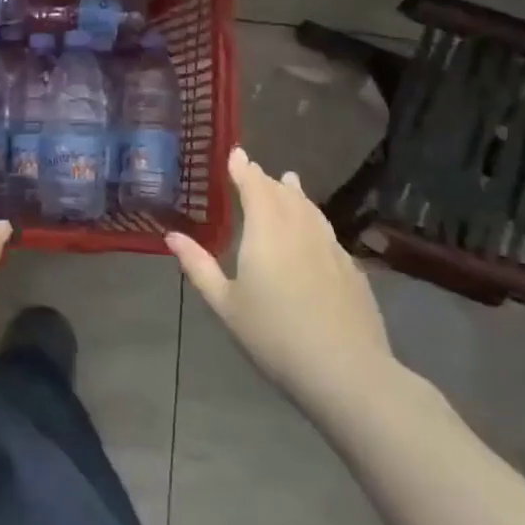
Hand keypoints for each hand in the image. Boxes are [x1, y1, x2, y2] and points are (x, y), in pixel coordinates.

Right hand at [168, 147, 396, 417]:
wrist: (346, 371)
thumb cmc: (274, 335)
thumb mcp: (226, 304)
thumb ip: (199, 266)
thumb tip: (172, 236)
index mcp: (266, 231)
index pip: (254, 186)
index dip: (243, 169)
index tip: (236, 153)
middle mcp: (299, 229)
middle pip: (283, 194)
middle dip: (266, 179)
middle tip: (254, 170)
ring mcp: (330, 248)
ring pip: (310, 209)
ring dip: (295, 193)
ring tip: (289, 181)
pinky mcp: (352, 270)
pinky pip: (327, 231)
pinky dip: (314, 219)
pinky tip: (315, 231)